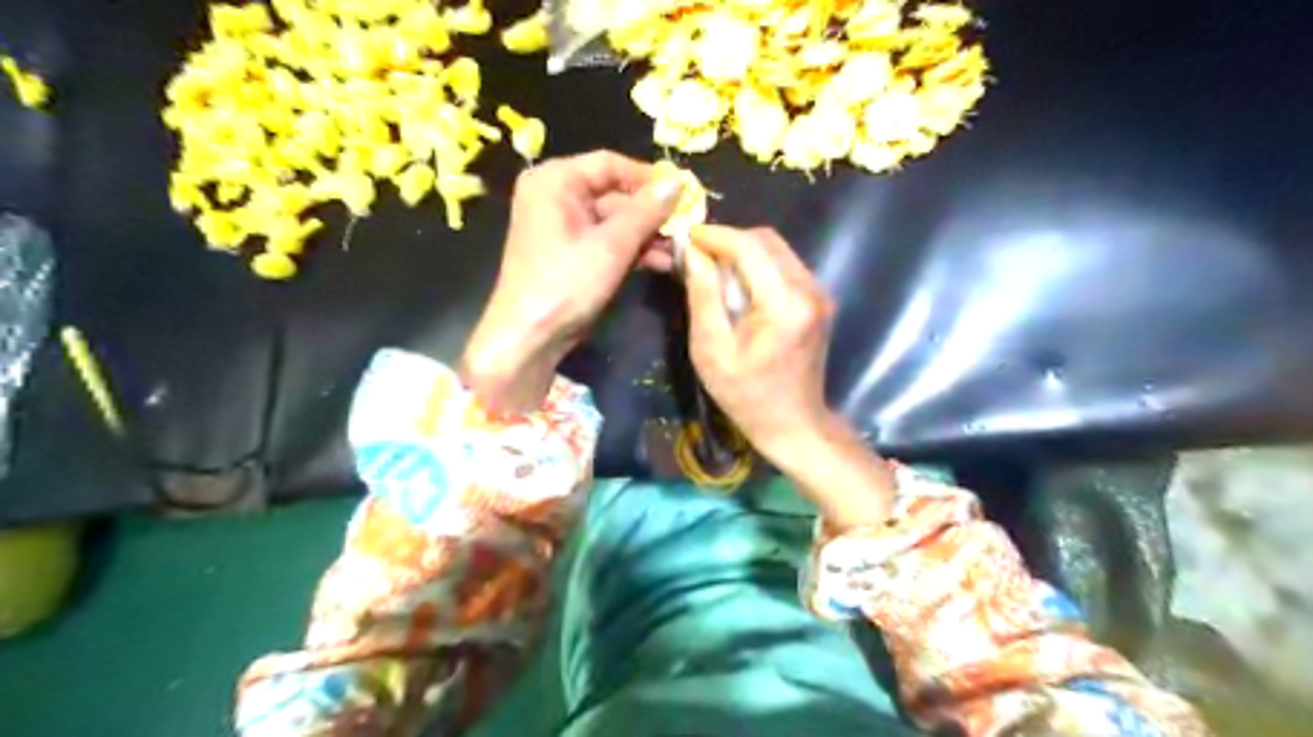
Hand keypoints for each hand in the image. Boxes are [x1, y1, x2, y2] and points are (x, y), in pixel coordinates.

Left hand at [461, 149, 682, 415]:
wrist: (530, 338)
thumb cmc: (565, 283)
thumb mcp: (611, 245)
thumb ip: (646, 211)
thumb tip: (679, 182)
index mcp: (555, 181)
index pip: (610, 164)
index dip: (648, 178)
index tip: (684, 193)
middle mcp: (556, 196)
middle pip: (615, 193)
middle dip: (652, 214)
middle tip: (688, 226)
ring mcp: (564, 227)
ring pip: (616, 221)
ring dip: (648, 235)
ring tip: (681, 249)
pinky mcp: (573, 254)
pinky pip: (608, 241)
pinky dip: (633, 250)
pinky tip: (664, 263)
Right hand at [683, 225, 835, 453]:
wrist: (793, 423)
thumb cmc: (746, 395)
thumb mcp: (711, 349)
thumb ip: (703, 295)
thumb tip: (692, 251)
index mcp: (785, 303)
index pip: (749, 246)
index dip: (714, 235)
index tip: (684, 237)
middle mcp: (809, 289)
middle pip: (766, 240)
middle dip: (727, 240)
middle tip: (695, 256)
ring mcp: (819, 292)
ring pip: (776, 249)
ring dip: (741, 251)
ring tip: (711, 269)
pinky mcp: (818, 299)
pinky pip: (783, 265)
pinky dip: (756, 265)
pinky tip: (736, 285)